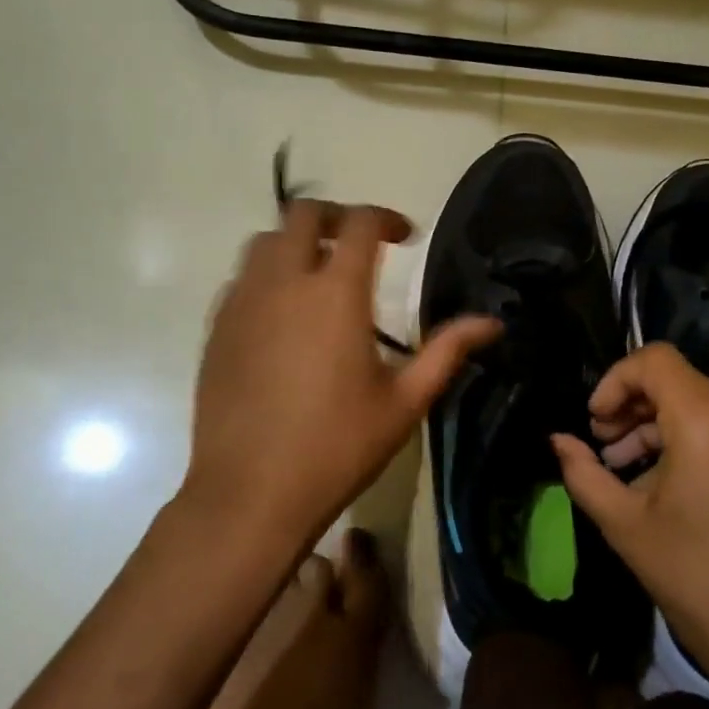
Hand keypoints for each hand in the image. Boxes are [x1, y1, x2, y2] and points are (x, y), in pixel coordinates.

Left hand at [186, 200, 500, 554]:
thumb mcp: (404, 401)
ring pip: (264, 242)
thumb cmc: (338, 447)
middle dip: (336, 216)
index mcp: (336, 293)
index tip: (404, 237)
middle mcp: (284, 283)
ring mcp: (242, 303)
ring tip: (319, 273)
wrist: (251, 494)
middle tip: (359, 243)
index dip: (386, 218)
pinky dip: (266, 276)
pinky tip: (282, 314)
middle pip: (302, 214)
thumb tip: (492, 323)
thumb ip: (447, 351)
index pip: (359, 223)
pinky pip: (240, 279)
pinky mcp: (216, 328)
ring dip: (296, 242)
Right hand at [551, 343, 708, 708]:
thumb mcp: (626, 526)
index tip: (595, 420)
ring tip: (626, 469)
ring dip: (658, 426)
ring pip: (701, 405)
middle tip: (603, 446)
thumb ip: (584, 472)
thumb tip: (558, 440)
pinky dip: (689, 441)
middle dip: (632, 406)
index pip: (656, 361)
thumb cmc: (697, 582)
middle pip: (678, 382)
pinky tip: (665, 483)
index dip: (615, 380)